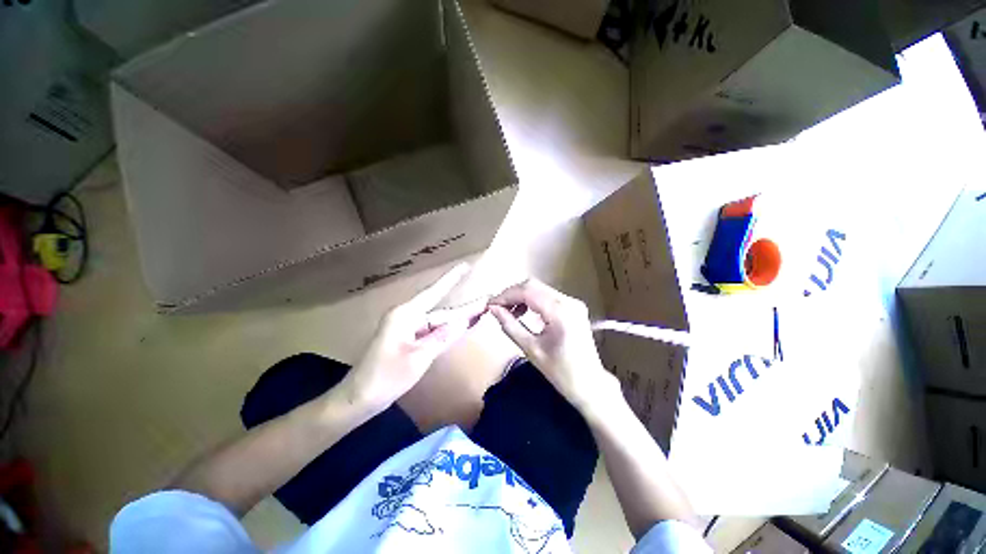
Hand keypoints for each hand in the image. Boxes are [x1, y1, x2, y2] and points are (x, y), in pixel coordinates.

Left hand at [343, 264, 485, 411]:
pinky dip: (443, 334)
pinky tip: (457, 332)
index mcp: (406, 314)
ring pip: (435, 323)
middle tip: (484, 306)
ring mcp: (404, 328)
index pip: (434, 292)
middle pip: (439, 312)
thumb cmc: (387, 376)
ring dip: (454, 324)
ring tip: (477, 318)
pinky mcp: (405, 339)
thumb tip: (464, 322)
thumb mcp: (420, 357)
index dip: (452, 278)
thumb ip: (443, 337)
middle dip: (461, 311)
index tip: (465, 265)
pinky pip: (429, 333)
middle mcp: (405, 316)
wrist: (358, 398)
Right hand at [488, 279, 618, 412]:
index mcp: (560, 312)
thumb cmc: (561, 372)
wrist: (590, 385)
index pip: (527, 291)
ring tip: (508, 311)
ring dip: (521, 296)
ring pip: (540, 288)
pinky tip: (523, 311)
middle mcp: (569, 301)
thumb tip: (493, 309)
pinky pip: (547, 296)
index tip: (490, 304)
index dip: (506, 295)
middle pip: (533, 285)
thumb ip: (510, 326)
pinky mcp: (573, 307)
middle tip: (497, 307)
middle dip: (512, 294)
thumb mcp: (531, 350)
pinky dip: (532, 300)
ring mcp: (573, 302)